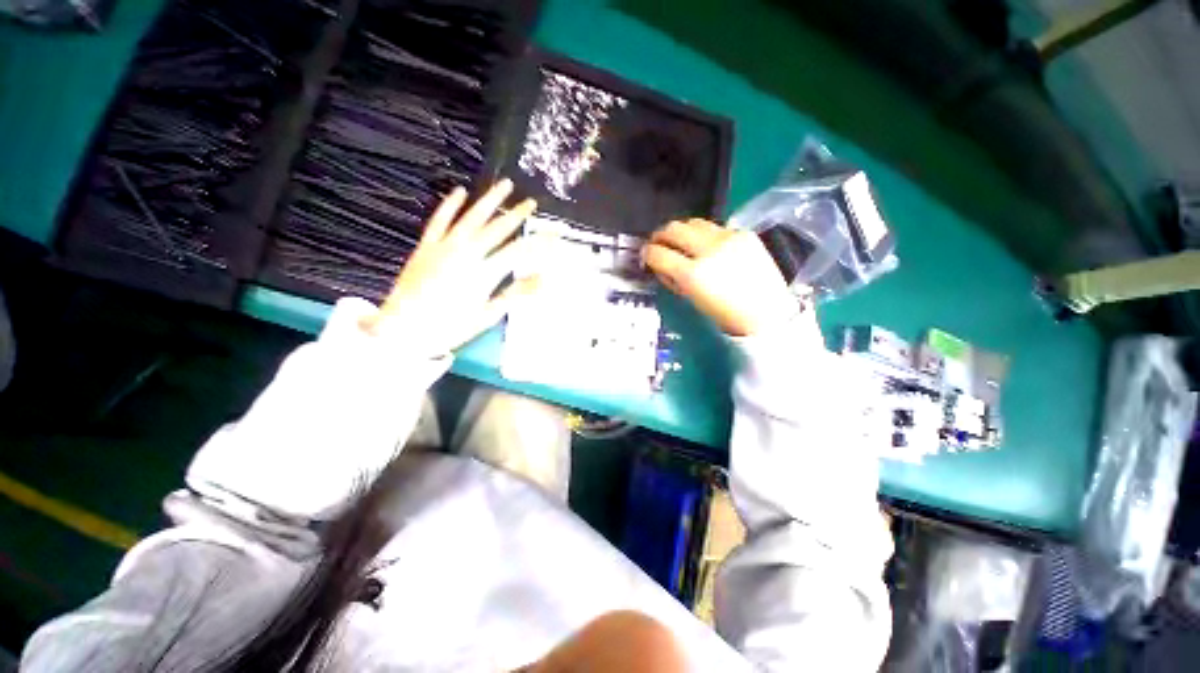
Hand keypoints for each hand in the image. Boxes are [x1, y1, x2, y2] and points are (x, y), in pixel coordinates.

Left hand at [361, 179, 538, 352]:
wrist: (403, 330)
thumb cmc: (451, 327)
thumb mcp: (488, 314)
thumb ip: (515, 294)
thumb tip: (542, 279)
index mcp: (484, 273)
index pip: (519, 251)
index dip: (538, 241)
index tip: (553, 233)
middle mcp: (467, 254)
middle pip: (497, 229)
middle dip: (517, 214)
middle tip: (532, 202)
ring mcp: (444, 247)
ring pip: (471, 217)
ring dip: (490, 200)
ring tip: (505, 185)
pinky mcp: (426, 246)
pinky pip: (439, 220)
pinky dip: (450, 205)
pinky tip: (460, 192)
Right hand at [643, 219, 798, 336]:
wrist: (767, 313)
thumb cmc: (725, 315)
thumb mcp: (691, 299)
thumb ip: (674, 279)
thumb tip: (662, 265)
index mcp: (693, 274)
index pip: (659, 253)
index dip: (647, 253)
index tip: (646, 256)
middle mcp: (708, 249)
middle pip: (674, 228)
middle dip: (660, 235)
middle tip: (658, 243)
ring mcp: (728, 237)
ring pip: (694, 222)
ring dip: (682, 231)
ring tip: (681, 242)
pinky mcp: (743, 233)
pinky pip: (715, 227)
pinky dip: (704, 234)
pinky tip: (707, 246)